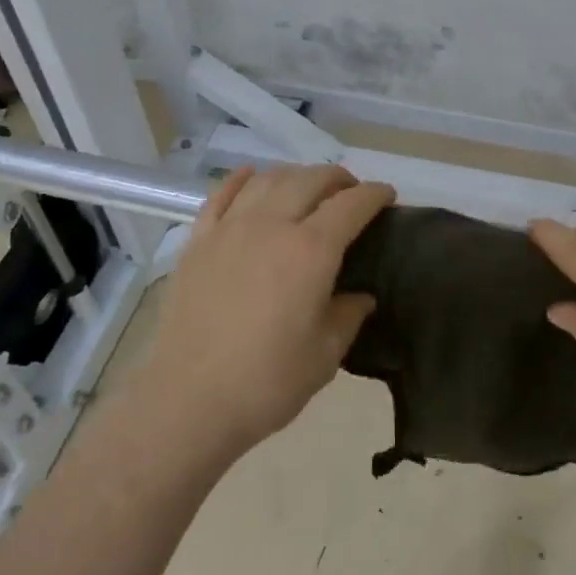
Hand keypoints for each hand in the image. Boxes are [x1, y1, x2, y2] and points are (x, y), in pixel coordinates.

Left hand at [138, 164, 394, 461]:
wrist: (188, 398)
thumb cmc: (266, 382)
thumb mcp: (324, 355)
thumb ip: (348, 315)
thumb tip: (360, 296)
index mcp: (310, 251)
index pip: (350, 205)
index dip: (374, 195)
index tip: (387, 195)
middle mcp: (271, 225)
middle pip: (309, 180)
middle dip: (337, 178)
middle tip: (350, 191)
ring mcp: (229, 229)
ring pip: (267, 180)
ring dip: (294, 175)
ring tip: (306, 186)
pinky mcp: (198, 241)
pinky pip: (221, 195)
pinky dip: (241, 179)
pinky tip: (250, 176)